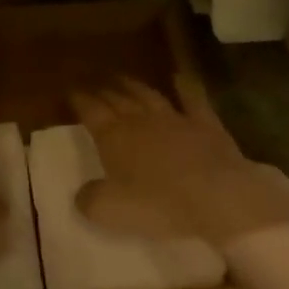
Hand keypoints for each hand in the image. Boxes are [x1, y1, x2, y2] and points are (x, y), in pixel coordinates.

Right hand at [70, 76, 288, 249]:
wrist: (216, 197)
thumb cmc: (158, 205)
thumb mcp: (110, 211)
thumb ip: (91, 199)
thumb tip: (83, 193)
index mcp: (114, 137)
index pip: (91, 111)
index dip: (80, 101)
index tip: (71, 93)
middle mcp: (141, 121)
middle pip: (118, 100)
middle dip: (103, 92)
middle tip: (95, 85)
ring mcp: (175, 119)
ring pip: (149, 96)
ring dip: (134, 87)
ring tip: (123, 79)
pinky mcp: (206, 124)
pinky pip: (193, 99)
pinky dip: (185, 87)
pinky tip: (180, 77)